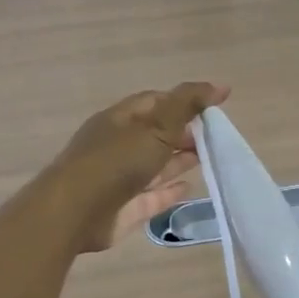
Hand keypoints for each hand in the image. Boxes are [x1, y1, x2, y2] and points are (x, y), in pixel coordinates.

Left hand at [47, 82, 228, 251]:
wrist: (76, 212)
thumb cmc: (116, 160)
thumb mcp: (157, 125)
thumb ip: (189, 104)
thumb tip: (222, 86)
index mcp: (121, 119)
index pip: (156, 102)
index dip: (184, 101)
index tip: (214, 107)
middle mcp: (120, 145)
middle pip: (157, 135)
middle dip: (185, 133)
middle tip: (217, 137)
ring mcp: (122, 178)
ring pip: (156, 165)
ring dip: (181, 161)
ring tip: (211, 158)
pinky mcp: (127, 208)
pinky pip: (154, 196)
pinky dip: (171, 190)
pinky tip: (191, 187)